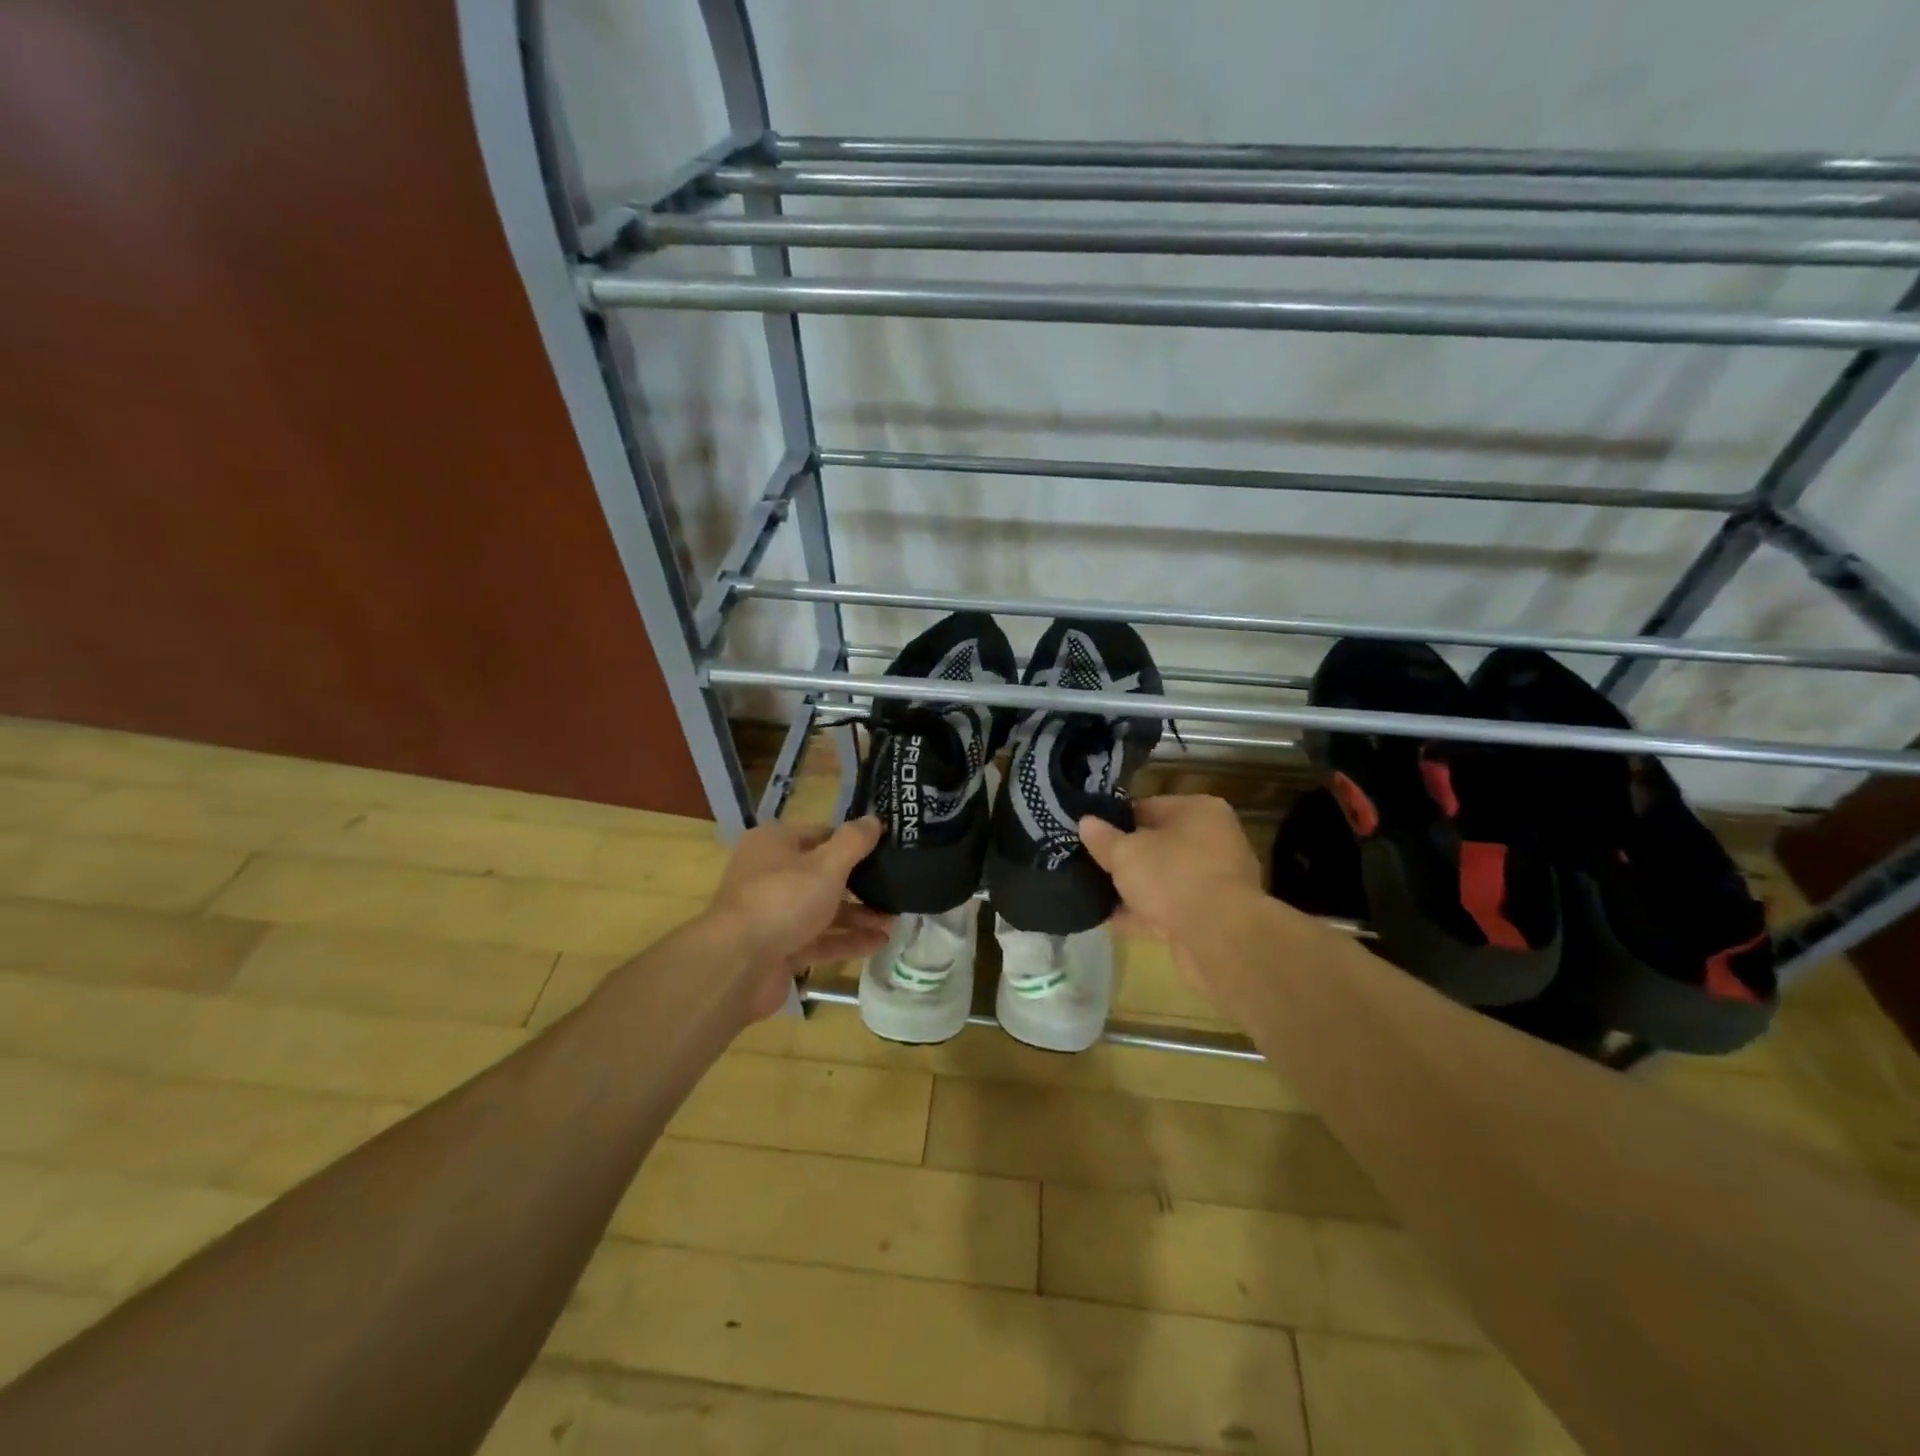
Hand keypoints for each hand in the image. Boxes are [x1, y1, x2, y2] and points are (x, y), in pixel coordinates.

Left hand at [704, 816, 894, 1016]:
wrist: (737, 965)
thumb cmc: (783, 900)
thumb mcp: (826, 865)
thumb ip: (853, 841)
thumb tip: (875, 819)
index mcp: (775, 844)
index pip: (821, 834)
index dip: (853, 842)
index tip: (887, 850)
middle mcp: (771, 875)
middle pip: (823, 874)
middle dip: (861, 884)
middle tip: (895, 889)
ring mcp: (774, 914)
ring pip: (823, 910)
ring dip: (859, 915)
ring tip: (894, 921)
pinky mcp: (780, 948)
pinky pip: (819, 940)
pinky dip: (847, 940)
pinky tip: (879, 943)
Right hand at [1078, 796, 1262, 985]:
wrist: (1219, 937)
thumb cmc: (1172, 875)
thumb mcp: (1125, 853)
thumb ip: (1103, 838)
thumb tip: (1086, 822)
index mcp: (1199, 811)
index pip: (1148, 807)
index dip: (1117, 820)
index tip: (1091, 834)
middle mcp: (1214, 840)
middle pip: (1159, 844)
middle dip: (1127, 857)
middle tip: (1091, 864)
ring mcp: (1216, 881)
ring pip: (1164, 879)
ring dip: (1135, 889)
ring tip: (1096, 894)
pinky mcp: (1213, 917)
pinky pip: (1171, 909)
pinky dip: (1145, 914)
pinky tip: (1113, 921)